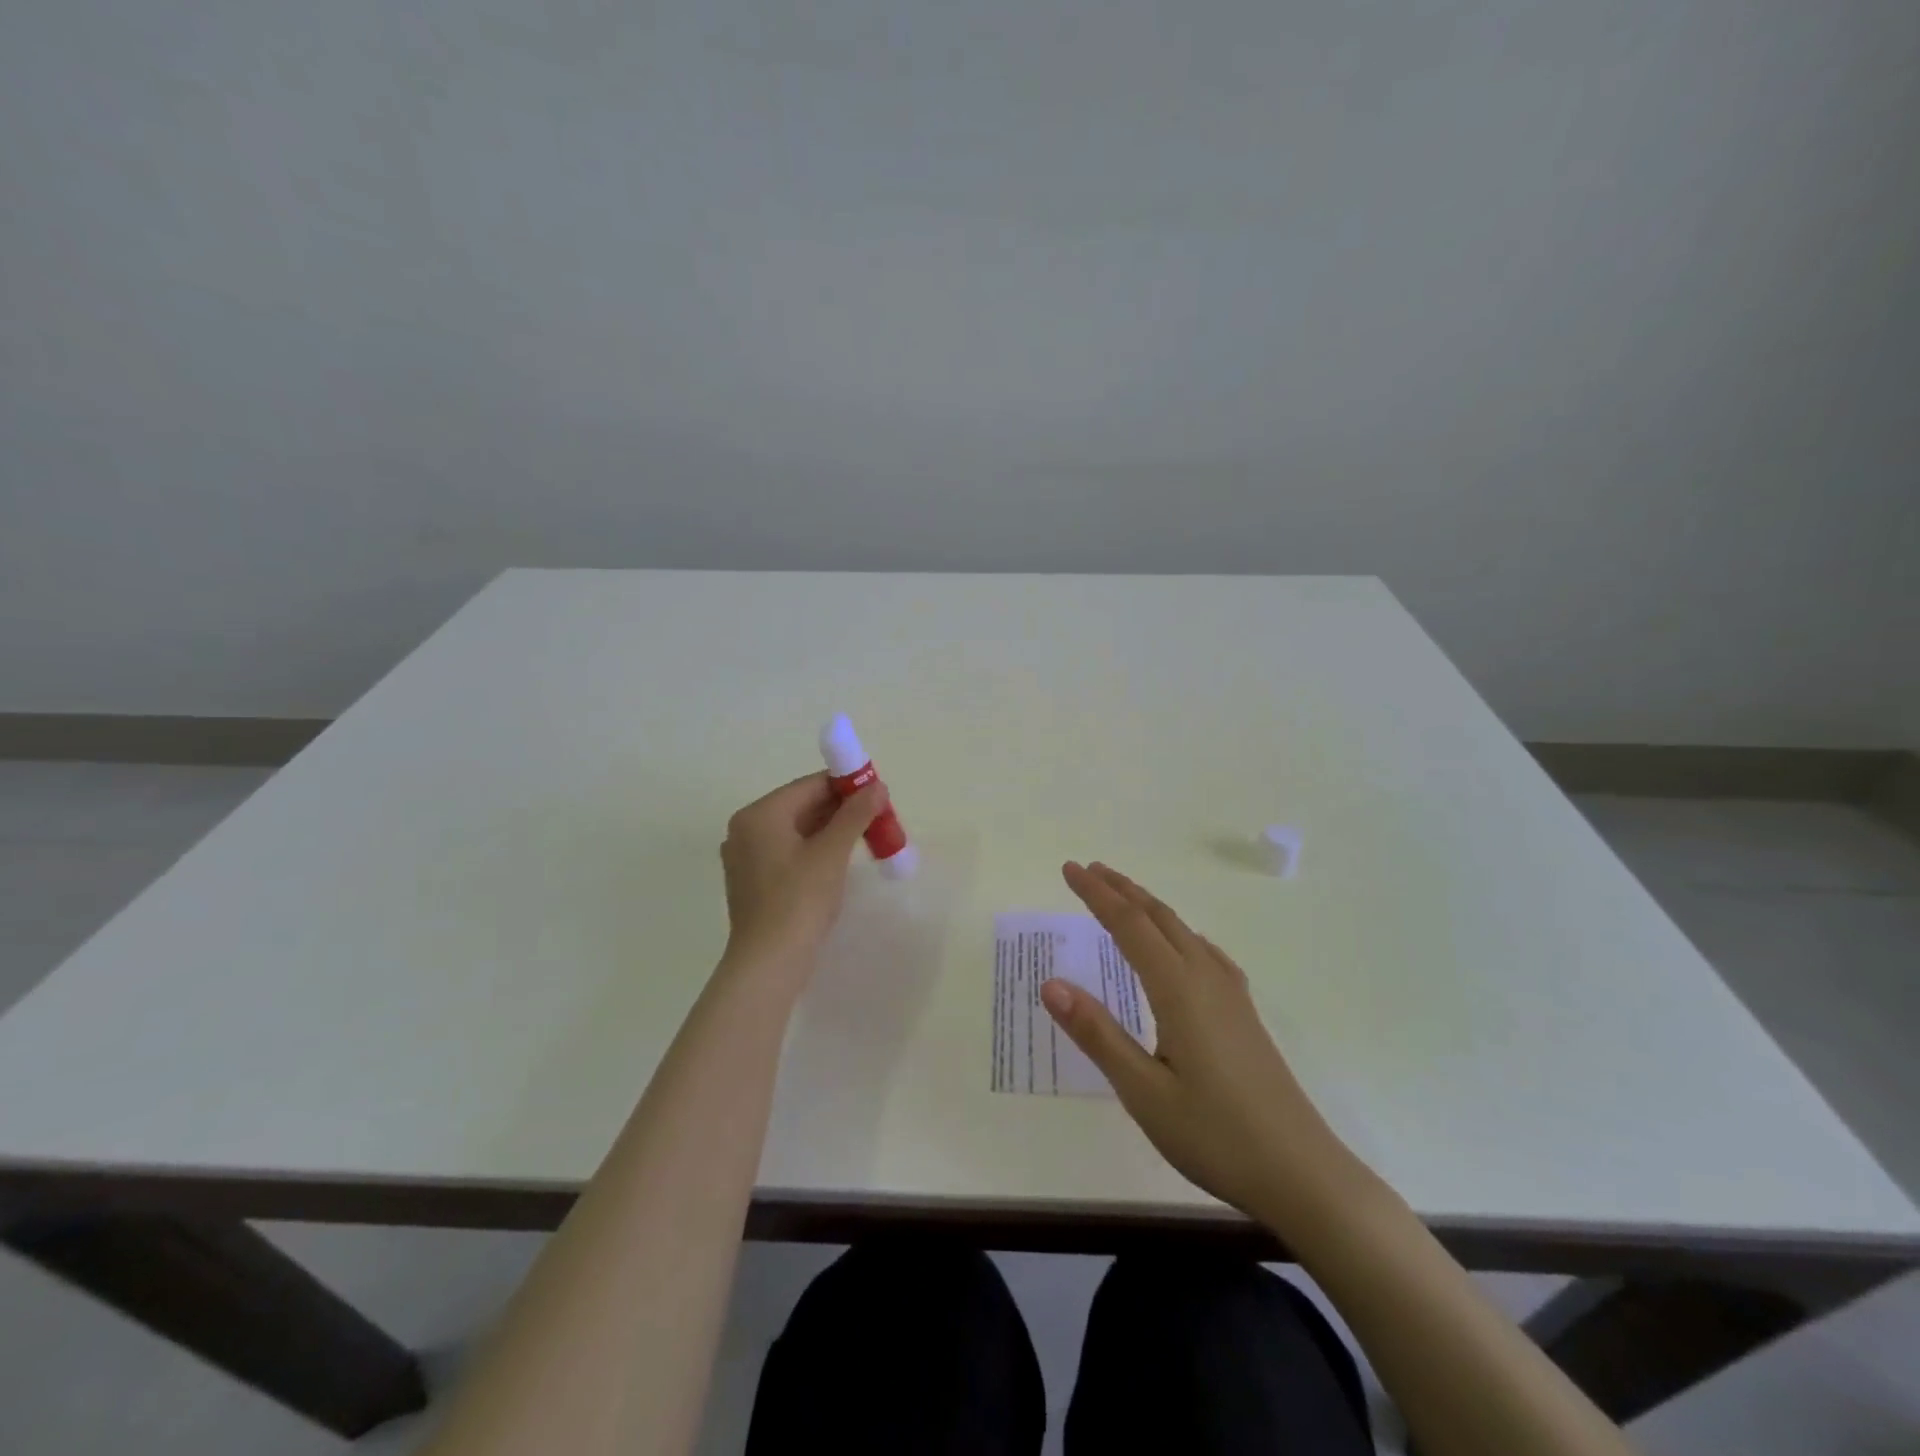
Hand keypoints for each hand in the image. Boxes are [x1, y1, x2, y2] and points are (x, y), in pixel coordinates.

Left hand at [719, 773, 886, 967]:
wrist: (769, 963)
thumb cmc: (799, 900)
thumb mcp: (832, 852)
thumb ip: (855, 814)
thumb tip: (876, 786)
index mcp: (759, 814)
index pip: (810, 786)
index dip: (847, 786)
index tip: (879, 795)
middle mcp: (746, 829)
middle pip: (802, 806)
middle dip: (841, 810)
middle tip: (878, 818)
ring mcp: (746, 857)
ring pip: (797, 830)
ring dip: (832, 831)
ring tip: (866, 838)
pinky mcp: (753, 881)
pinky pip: (789, 852)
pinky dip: (815, 850)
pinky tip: (840, 861)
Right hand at [1042, 862, 1361, 1232]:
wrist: (1302, 1173)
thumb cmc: (1215, 1135)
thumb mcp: (1143, 1092)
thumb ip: (1097, 1034)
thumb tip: (1051, 984)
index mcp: (1178, 989)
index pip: (1129, 925)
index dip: (1096, 894)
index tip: (1069, 868)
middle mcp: (1206, 978)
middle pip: (1158, 917)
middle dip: (1121, 889)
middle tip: (1088, 870)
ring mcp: (1231, 994)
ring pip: (1183, 930)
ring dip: (1148, 907)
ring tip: (1123, 897)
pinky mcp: (1244, 1013)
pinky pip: (1204, 951)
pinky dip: (1177, 932)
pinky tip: (1180, 948)